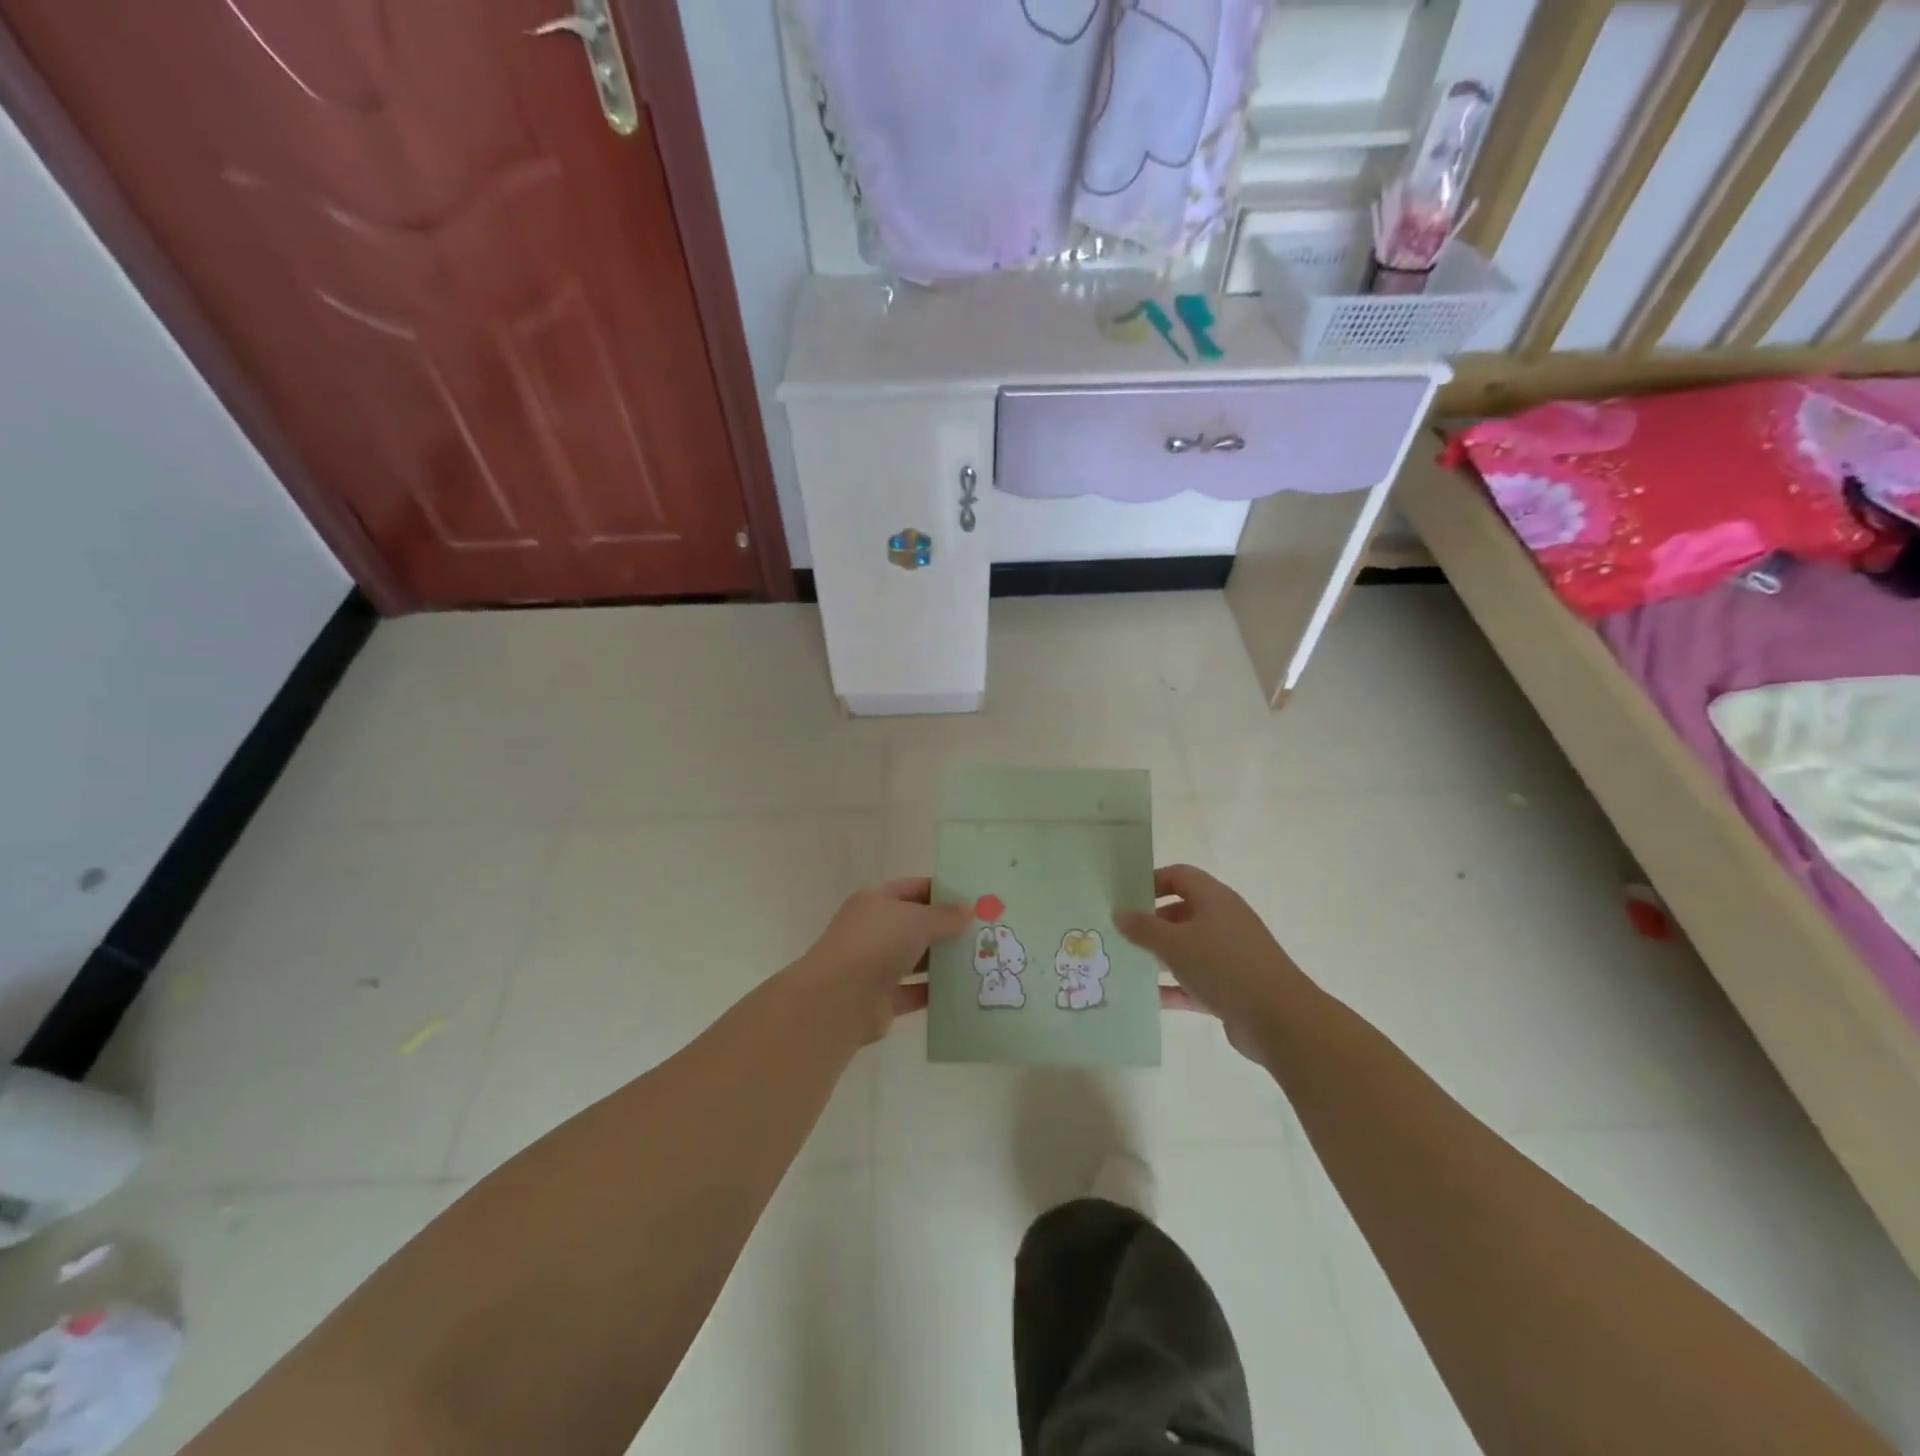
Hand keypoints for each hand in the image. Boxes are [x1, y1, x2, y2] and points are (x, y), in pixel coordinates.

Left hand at [796, 878, 971, 1043]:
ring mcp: (876, 966)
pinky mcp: (882, 999)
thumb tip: (968, 910)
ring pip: (916, 960)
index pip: (912, 889)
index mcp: (875, 902)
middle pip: (915, 925)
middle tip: (984, 931)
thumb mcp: (916, 920)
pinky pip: (915, 992)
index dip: (941, 891)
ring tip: (980, 960)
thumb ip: (945, 915)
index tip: (973, 898)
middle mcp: (874, 931)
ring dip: (942, 961)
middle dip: (947, 928)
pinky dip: (935, 992)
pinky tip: (963, 991)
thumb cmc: (877, 944)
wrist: (839, 999)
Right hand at [1115, 864, 1301, 1057]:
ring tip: (1127, 964)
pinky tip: (1150, 998)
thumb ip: (1143, 928)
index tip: (1124, 897)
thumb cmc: (1224, 967)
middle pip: (1181, 912)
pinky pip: (1195, 980)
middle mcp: (1224, 921)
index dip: (1151, 881)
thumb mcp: (1175, 944)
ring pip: (1188, 948)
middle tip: (1119, 934)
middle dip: (1151, 922)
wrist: (1280, 1020)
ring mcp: (1230, 955)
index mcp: (1214, 899)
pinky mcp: (1232, 987)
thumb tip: (1119, 913)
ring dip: (1160, 956)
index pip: (1179, 876)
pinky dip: (1175, 987)